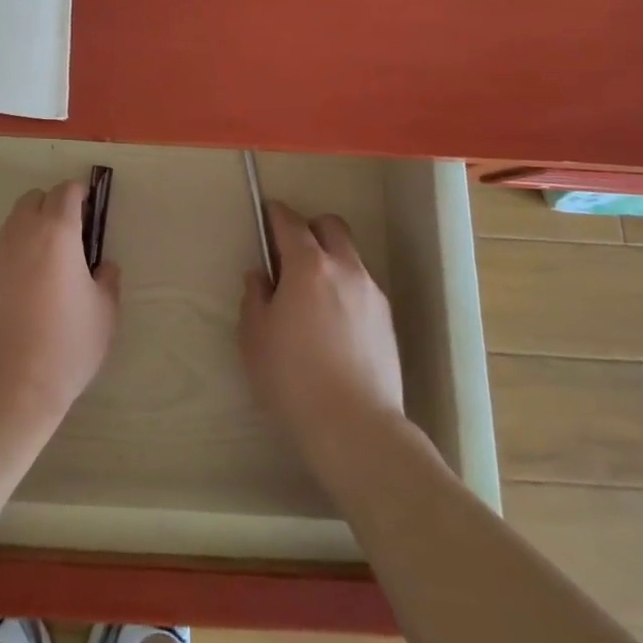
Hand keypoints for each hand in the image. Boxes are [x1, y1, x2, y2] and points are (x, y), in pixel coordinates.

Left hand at [0, 181, 120, 429]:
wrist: (5, 386)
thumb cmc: (64, 346)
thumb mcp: (104, 314)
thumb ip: (107, 280)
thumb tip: (102, 266)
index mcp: (57, 232)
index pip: (66, 192)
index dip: (79, 195)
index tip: (89, 211)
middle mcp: (21, 232)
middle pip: (35, 199)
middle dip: (53, 207)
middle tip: (69, 237)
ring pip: (14, 222)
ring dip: (31, 229)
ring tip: (46, 266)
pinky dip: (14, 253)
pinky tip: (24, 287)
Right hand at [240, 202, 407, 462]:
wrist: (356, 428)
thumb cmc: (293, 378)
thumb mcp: (254, 337)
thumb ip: (254, 297)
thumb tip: (261, 276)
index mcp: (309, 266)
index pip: (291, 222)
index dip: (275, 214)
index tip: (266, 215)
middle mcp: (345, 269)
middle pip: (331, 226)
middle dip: (310, 229)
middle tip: (291, 253)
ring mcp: (371, 294)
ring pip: (350, 257)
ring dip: (330, 260)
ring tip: (312, 294)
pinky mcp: (387, 321)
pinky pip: (362, 287)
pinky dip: (345, 288)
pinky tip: (333, 321)